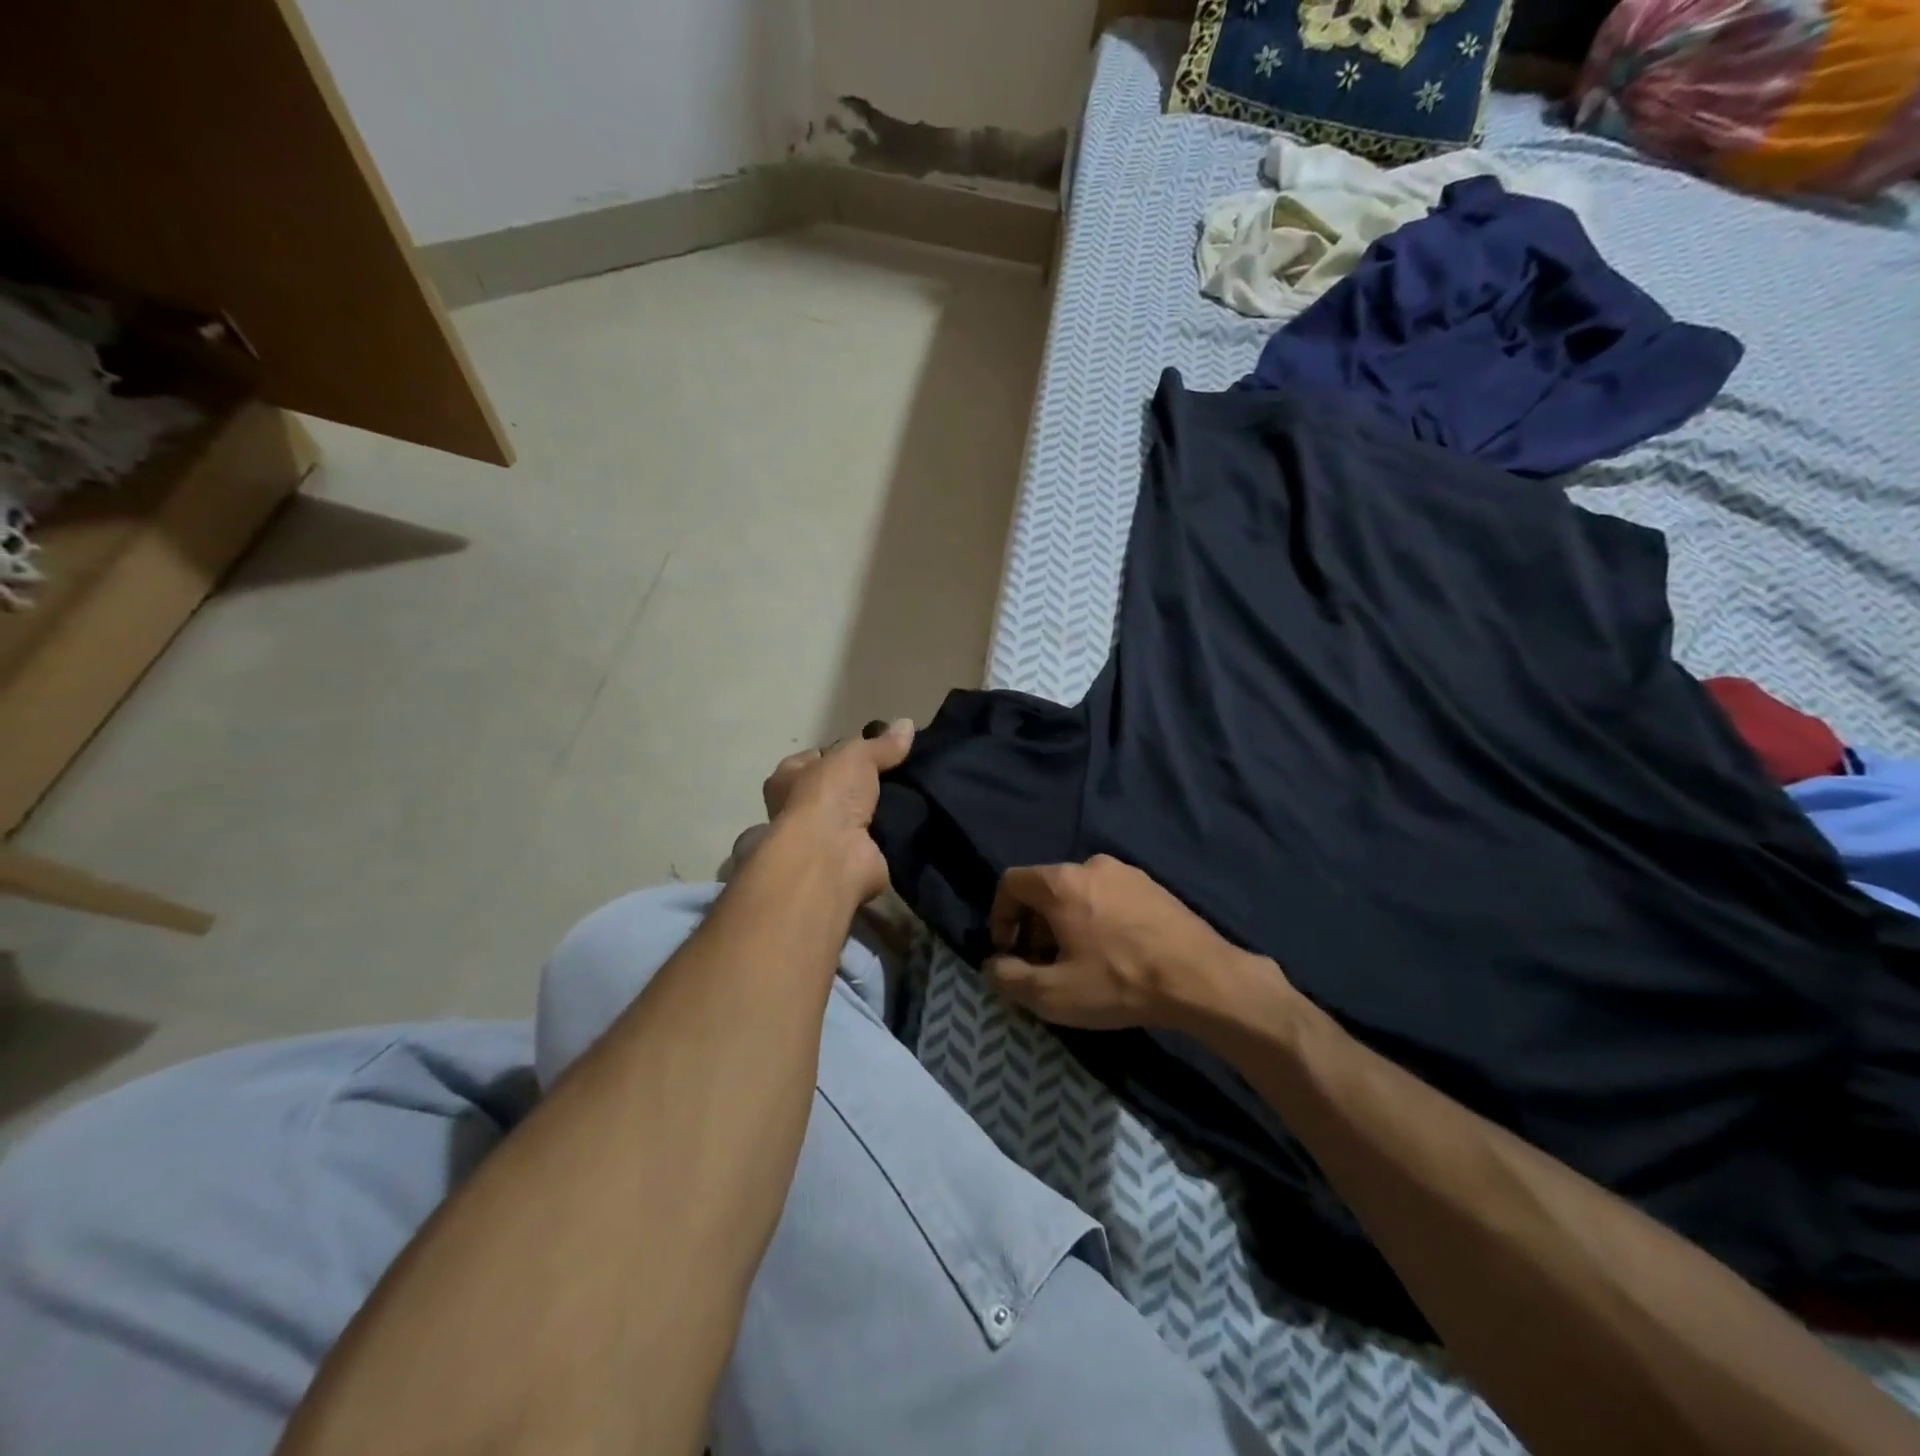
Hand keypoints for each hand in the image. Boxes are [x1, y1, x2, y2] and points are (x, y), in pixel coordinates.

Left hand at [759, 719, 913, 905]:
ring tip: (912, 794)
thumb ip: (881, 744)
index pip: (815, 757)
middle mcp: (798, 809)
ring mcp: (821, 840)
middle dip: (863, 783)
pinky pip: (873, 841)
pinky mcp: (846, 862)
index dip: (843, 751)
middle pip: (837, 788)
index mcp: (787, 778)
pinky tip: (913, 822)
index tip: (875, 749)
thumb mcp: (856, 756)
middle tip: (900, 772)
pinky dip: (890, 835)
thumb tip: (906, 724)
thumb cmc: (828, 796)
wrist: (832, 857)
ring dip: (878, 811)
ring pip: (856, 816)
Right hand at [985, 855, 1270, 1030]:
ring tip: (1080, 963)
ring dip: (1066, 923)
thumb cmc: (1119, 982)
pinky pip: (1109, 897)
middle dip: (1034, 925)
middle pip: (1045, 888)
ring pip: (1078, 892)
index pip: (1011, 882)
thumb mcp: (1052, 994)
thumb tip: (993, 966)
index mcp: (1061, 882)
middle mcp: (1091, 865)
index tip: (1009, 952)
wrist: (1202, 979)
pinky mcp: (1153, 887)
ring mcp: (1127, 873)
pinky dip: (1097, 920)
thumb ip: (1008, 978)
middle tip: (1044, 964)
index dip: (1000, 916)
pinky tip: (1114, 954)